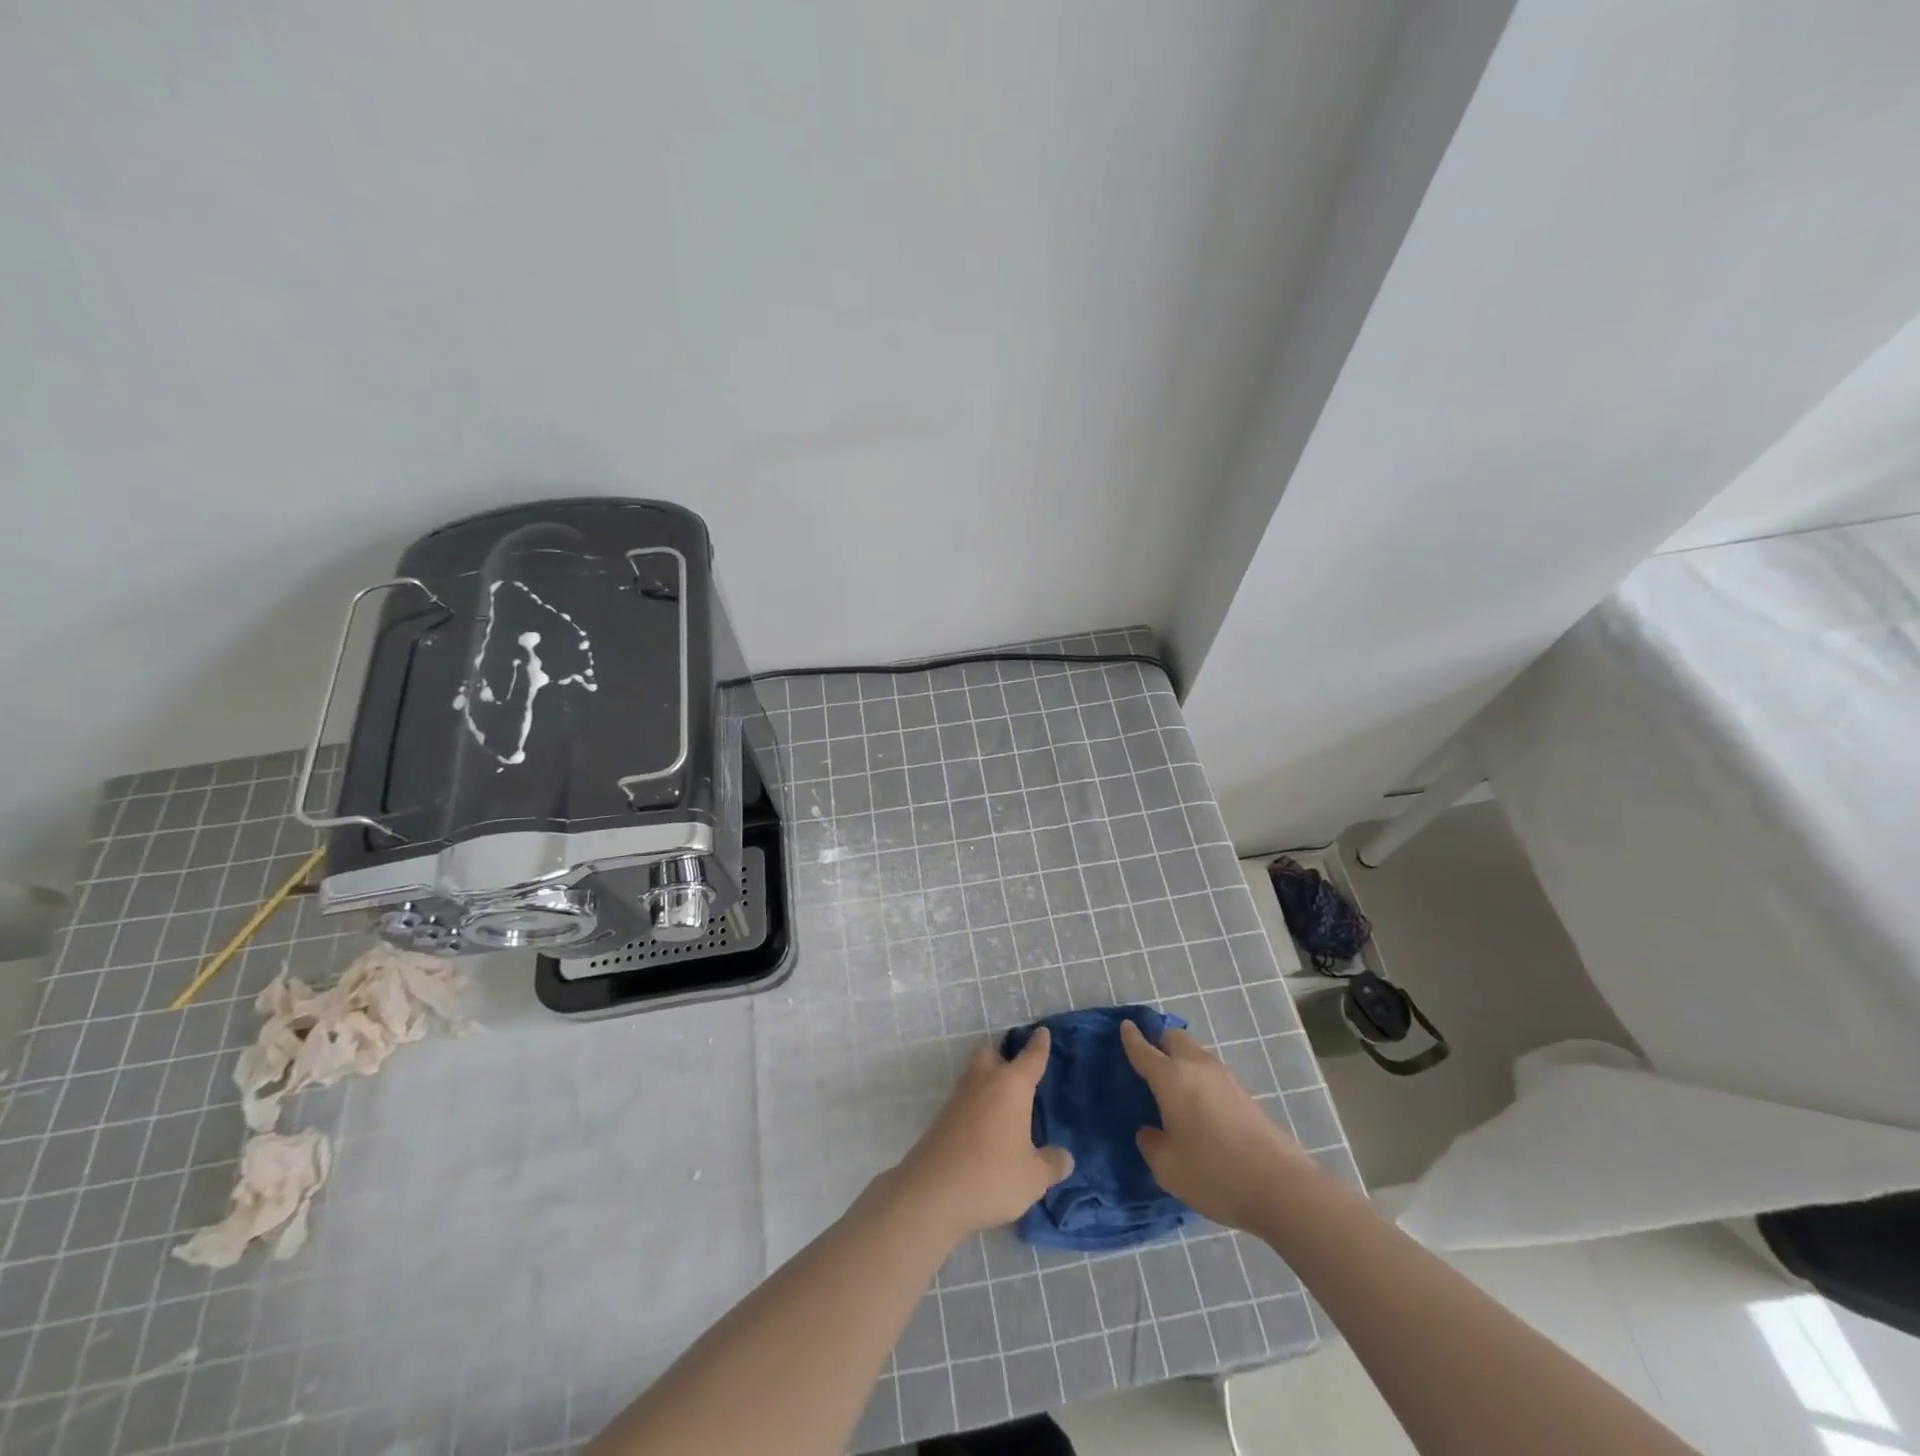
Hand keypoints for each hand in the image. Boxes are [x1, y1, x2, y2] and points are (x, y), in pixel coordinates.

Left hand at [890, 1029, 1073, 1243]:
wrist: (932, 1192)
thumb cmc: (992, 1176)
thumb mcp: (1033, 1177)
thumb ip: (1052, 1164)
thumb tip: (1064, 1157)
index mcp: (1011, 1086)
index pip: (1031, 1058)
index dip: (1039, 1045)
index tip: (1041, 1031)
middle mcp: (984, 1081)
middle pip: (991, 1053)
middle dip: (1002, 1055)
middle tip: (1017, 1069)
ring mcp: (959, 1097)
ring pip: (975, 1074)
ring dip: (987, 1079)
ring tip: (1004, 1100)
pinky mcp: (943, 1117)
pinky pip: (965, 1099)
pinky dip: (977, 1104)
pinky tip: (985, 1126)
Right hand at [1121, 1020, 1313, 1234]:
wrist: (1281, 1187)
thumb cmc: (1214, 1173)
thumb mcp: (1167, 1167)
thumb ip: (1151, 1143)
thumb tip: (1150, 1131)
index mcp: (1171, 1077)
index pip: (1144, 1049)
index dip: (1131, 1038)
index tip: (1124, 1027)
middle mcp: (1197, 1067)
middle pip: (1174, 1038)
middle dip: (1159, 1042)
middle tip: (1148, 1061)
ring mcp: (1224, 1078)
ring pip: (1195, 1053)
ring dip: (1181, 1059)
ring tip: (1172, 1085)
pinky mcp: (1244, 1093)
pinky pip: (1211, 1072)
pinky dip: (1198, 1077)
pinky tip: (1197, 1104)